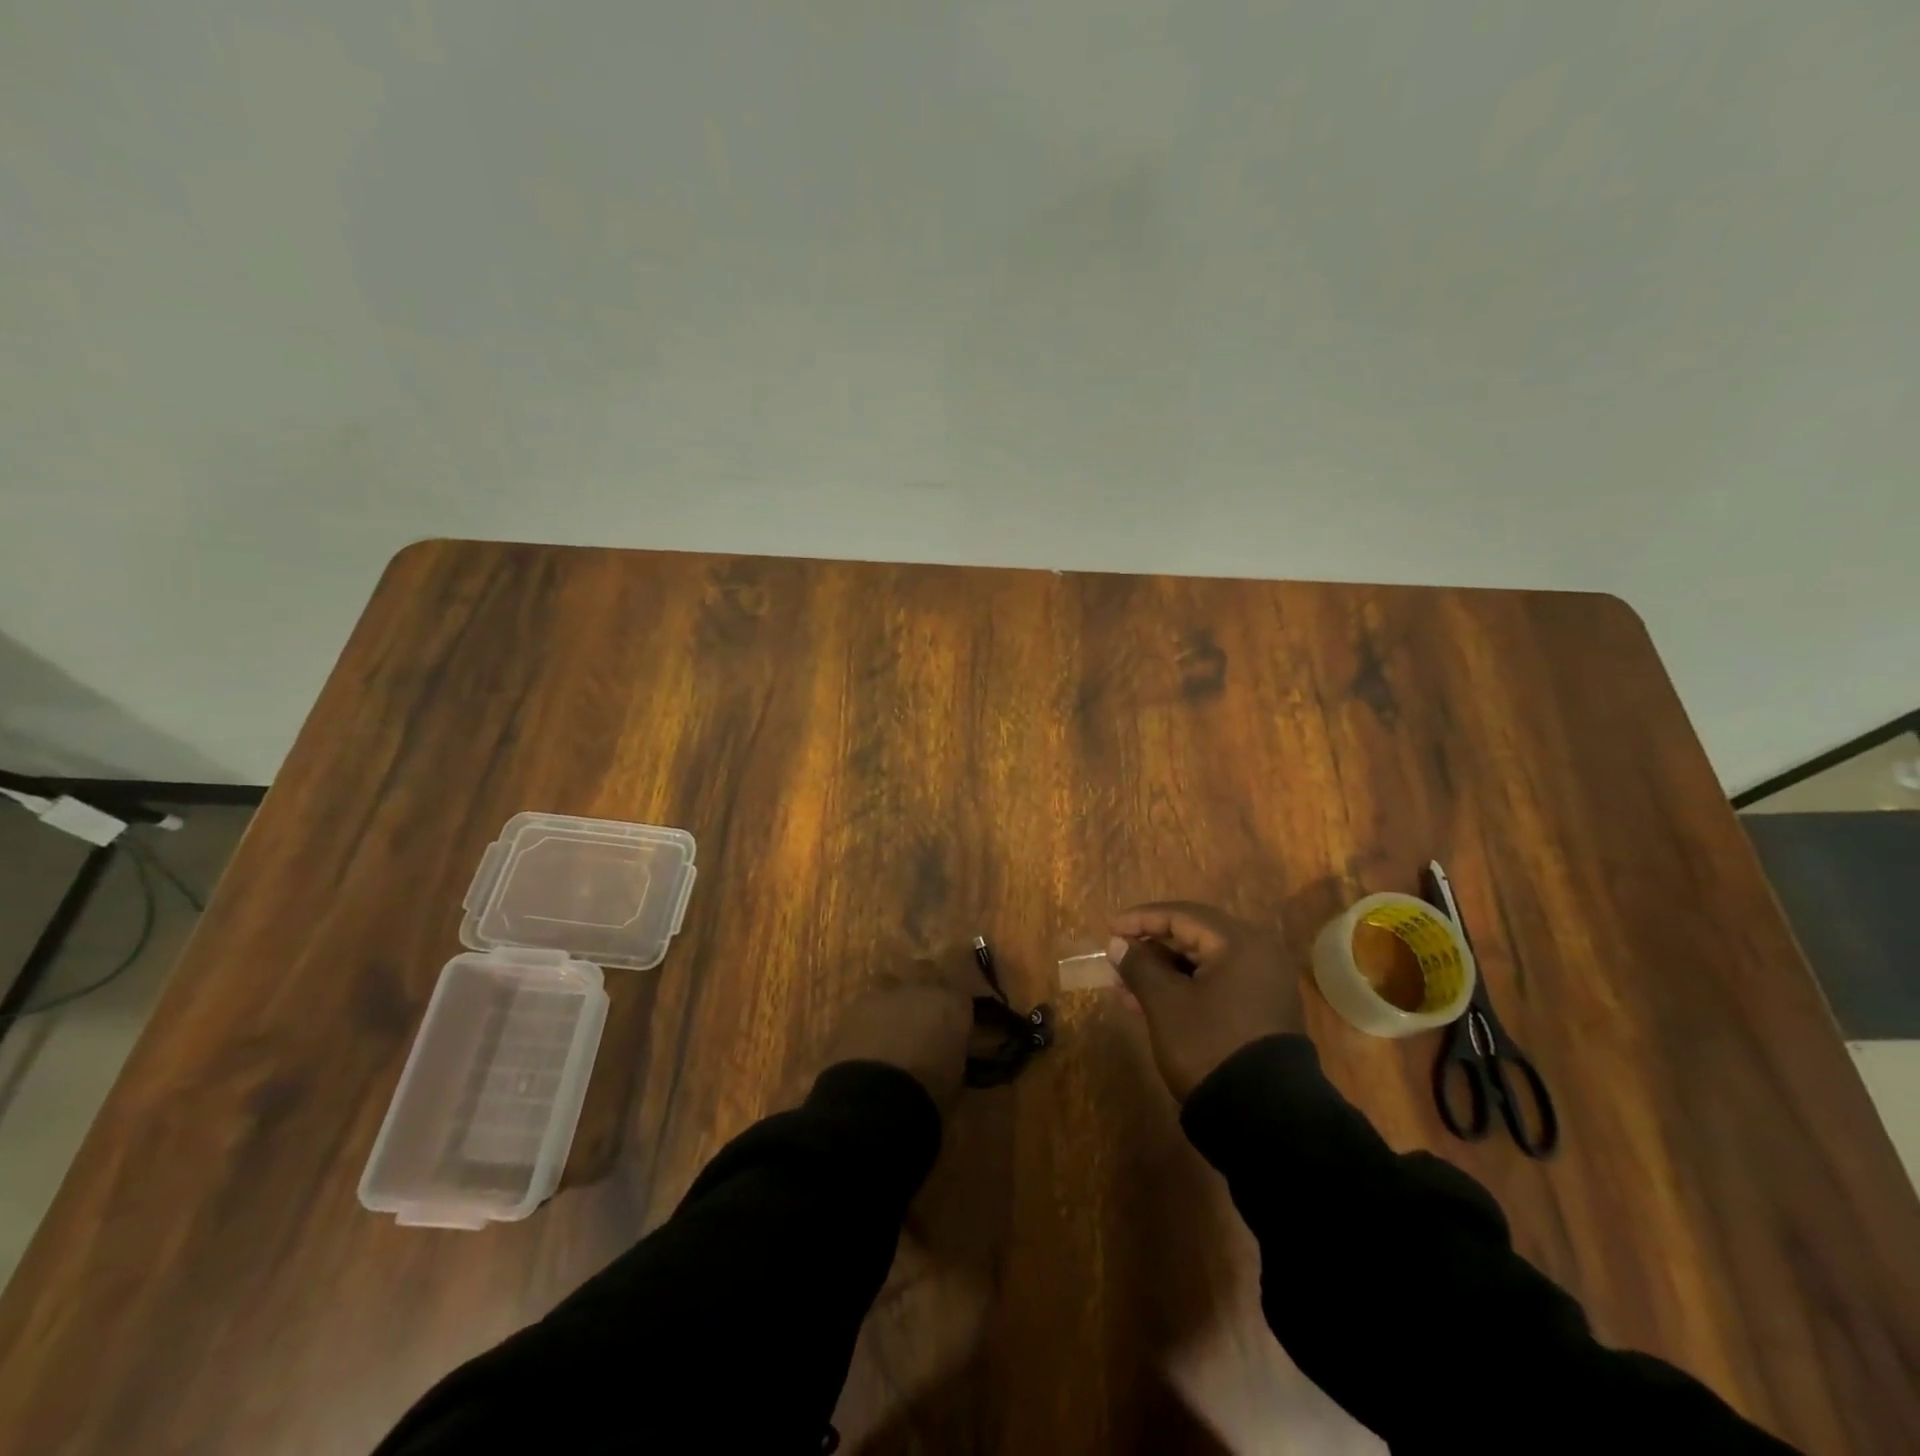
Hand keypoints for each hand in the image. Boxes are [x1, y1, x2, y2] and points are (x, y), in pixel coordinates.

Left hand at [820, 950, 982, 1111]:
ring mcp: (883, 993)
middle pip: (925, 971)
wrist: (874, 1098)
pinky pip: (865, 1004)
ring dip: (893, 997)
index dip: (954, 1007)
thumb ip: (953, 1050)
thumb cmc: (928, 1093)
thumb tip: (947, 1049)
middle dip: (924, 986)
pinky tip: (865, 1038)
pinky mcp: (853, 1007)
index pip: (960, 993)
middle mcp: (919, 988)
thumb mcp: (955, 1075)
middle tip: (922, 1013)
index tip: (952, 1023)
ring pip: (891, 981)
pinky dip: (868, 1017)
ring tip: (890, 1022)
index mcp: (952, 1004)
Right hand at [1108, 901, 1303, 1100]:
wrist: (1265, 1119)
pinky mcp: (1260, 1013)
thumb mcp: (1165, 1004)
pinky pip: (1214, 985)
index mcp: (1239, 943)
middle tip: (1116, 956)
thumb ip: (1139, 966)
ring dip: (1162, 970)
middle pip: (1194, 936)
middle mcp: (1257, 955)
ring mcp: (1262, 986)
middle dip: (1150, 946)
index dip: (1141, 920)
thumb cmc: (1210, 1046)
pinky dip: (1182, 988)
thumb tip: (1118, 944)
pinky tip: (1148, 1003)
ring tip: (1123, 984)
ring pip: (1202, 964)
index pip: (1182, 915)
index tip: (1109, 930)